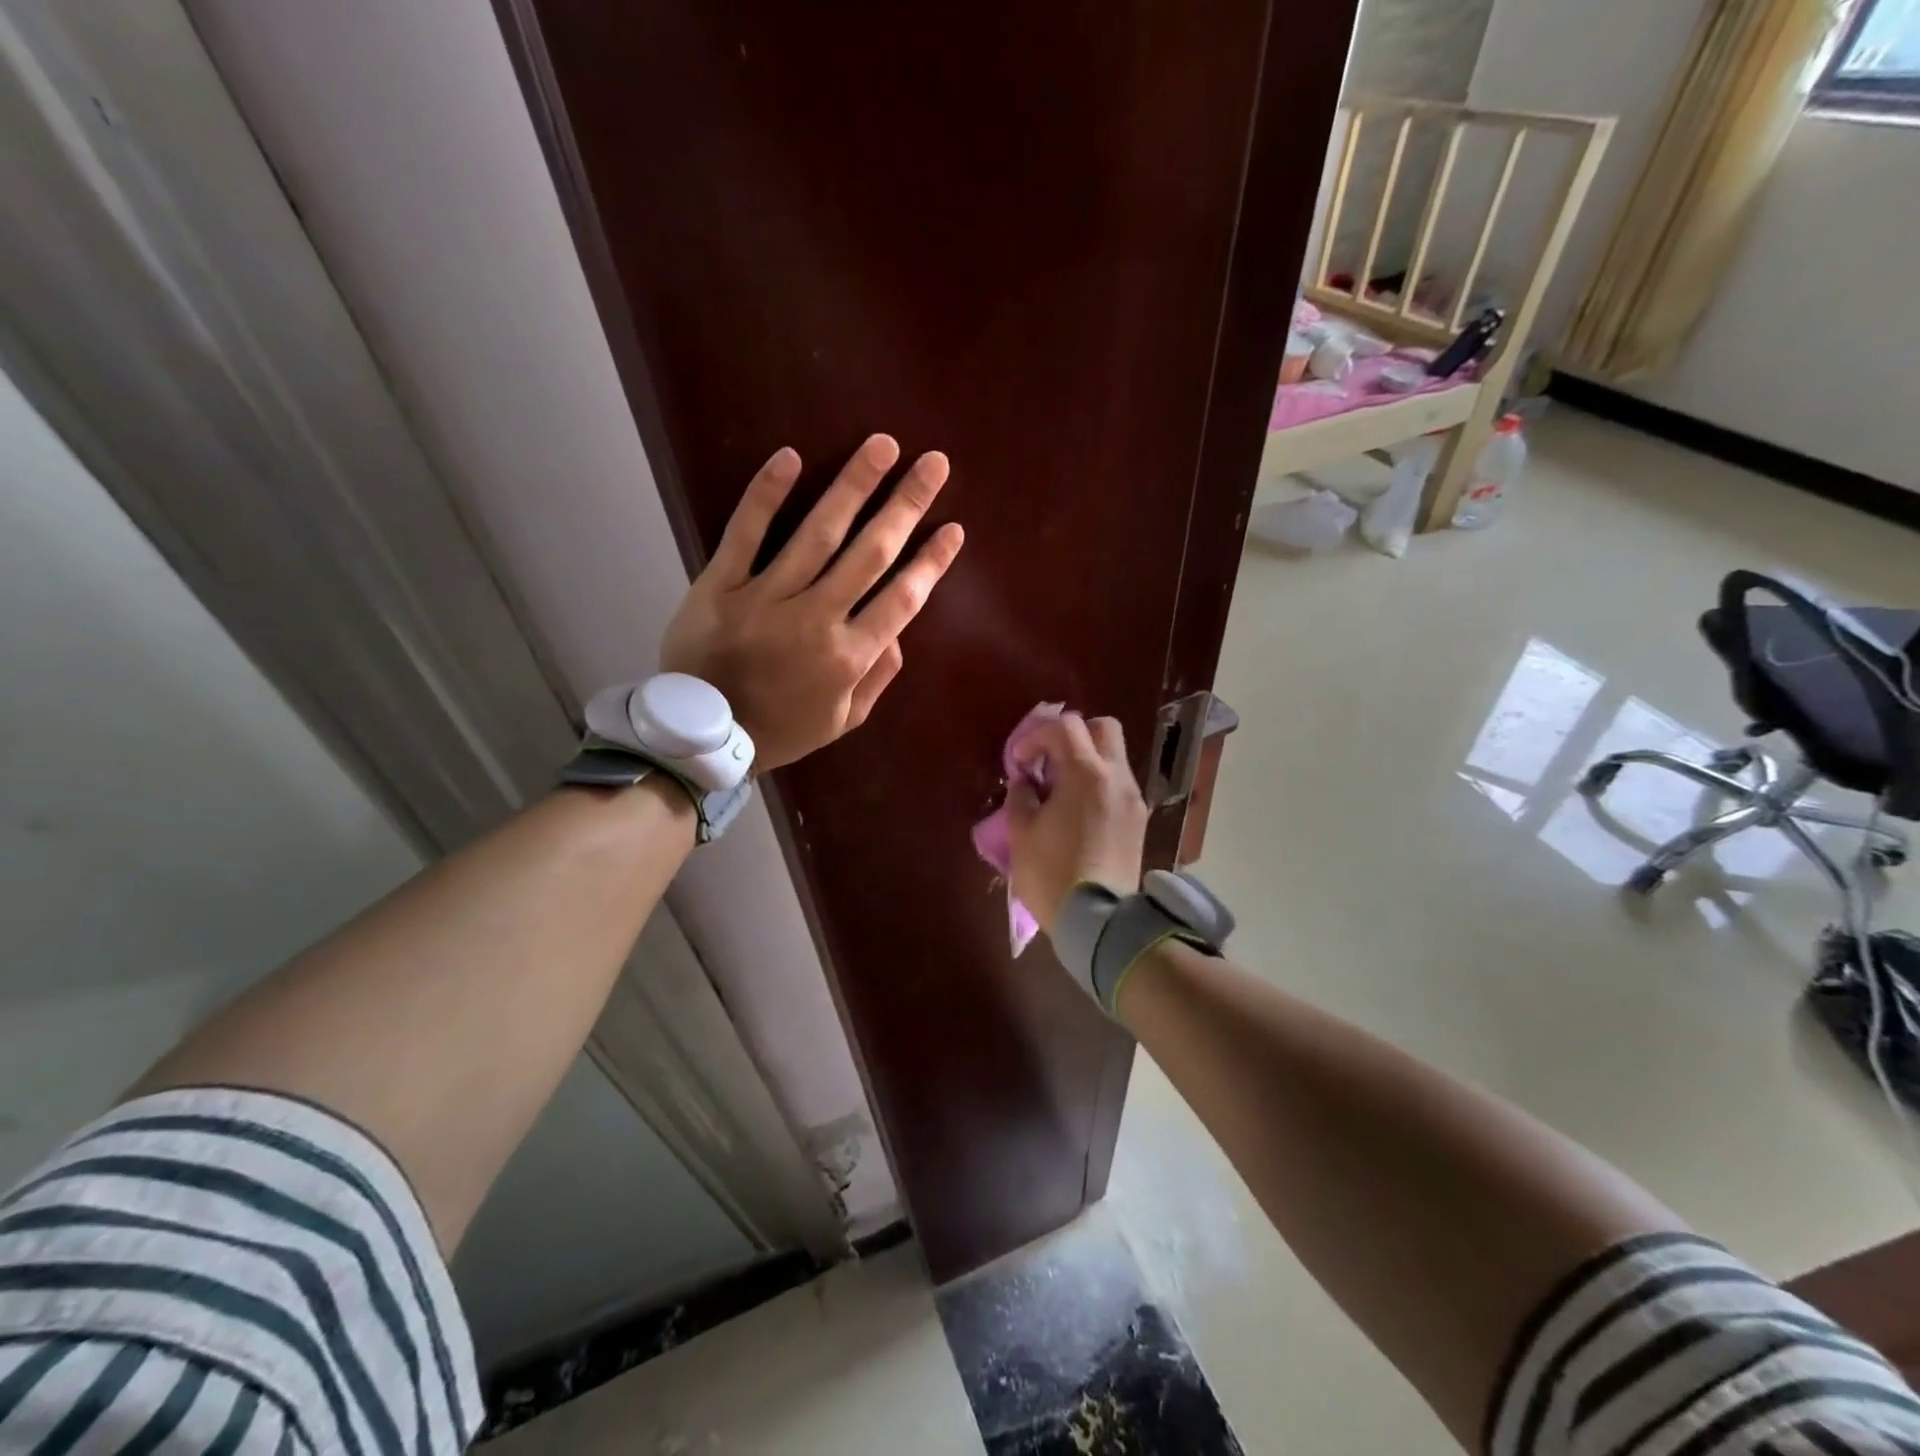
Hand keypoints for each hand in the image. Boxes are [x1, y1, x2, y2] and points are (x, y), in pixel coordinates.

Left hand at [661, 435, 964, 772]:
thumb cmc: (781, 730)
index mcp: (849, 657)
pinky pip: (744, 533)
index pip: (902, 599)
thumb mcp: (843, 720)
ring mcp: (765, 598)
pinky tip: (790, 458)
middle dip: (906, 505)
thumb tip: (900, 631)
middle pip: (870, 554)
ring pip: (817, 533)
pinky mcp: (719, 586)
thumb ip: (878, 677)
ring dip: (854, 486)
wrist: (704, 738)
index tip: (954, 528)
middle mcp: (815, 620)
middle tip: (934, 463)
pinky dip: (766, 495)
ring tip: (882, 446)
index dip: (931, 561)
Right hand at [1006, 715, 1149, 935]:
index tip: (1019, 761)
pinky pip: (1119, 784)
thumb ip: (1021, 795)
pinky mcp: (1138, 820)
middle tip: (1048, 761)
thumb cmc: (1052, 873)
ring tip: (1061, 790)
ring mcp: (1133, 799)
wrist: (1098, 922)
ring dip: (1087, 760)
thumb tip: (1026, 781)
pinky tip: (1078, 810)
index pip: (1065, 727)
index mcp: (1086, 774)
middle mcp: (1116, 777)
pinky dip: (1099, 782)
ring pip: (1114, 756)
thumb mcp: (1021, 833)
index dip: (1036, 735)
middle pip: (1103, 728)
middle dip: (1073, 735)